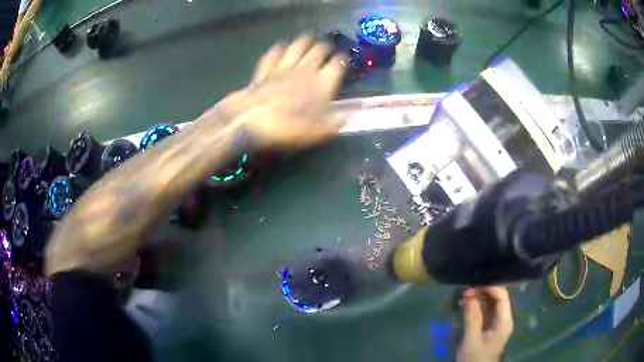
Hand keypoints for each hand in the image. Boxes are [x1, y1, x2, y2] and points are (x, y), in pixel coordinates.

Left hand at [218, 34, 346, 148]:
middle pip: (319, 49)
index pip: (338, 64)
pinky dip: (279, 48)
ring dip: (305, 40)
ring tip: (309, 39)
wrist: (250, 122)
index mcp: (321, 83)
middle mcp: (305, 69)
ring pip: (298, 46)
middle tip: (328, 48)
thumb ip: (335, 122)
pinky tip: (281, 47)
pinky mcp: (265, 70)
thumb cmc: (287, 128)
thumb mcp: (317, 132)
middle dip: (326, 46)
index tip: (344, 60)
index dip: (343, 60)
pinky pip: (274, 53)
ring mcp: (283, 67)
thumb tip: (349, 115)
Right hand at [457, 287, 512, 361]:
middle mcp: (504, 319)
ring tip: (464, 298)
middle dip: (483, 292)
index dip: (489, 288)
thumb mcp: (472, 339)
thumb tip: (469, 294)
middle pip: (498, 298)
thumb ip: (472, 317)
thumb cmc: (475, 357)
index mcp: (504, 321)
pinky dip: (477, 307)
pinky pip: (487, 312)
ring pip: (492, 304)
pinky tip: (466, 306)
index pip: (502, 296)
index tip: (473, 286)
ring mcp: (498, 323)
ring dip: (479, 299)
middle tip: (465, 292)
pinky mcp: (491, 327)